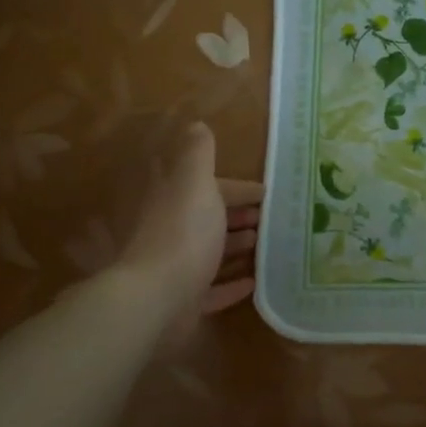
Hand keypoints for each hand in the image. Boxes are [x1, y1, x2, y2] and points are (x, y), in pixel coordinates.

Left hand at [118, 122, 261, 318]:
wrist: (156, 300)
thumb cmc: (183, 234)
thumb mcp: (195, 183)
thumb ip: (199, 154)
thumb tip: (196, 124)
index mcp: (176, 201)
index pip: (209, 187)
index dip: (237, 188)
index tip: (266, 193)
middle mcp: (173, 232)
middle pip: (208, 219)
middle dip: (238, 216)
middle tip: (269, 220)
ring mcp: (177, 269)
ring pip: (210, 252)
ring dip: (236, 247)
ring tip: (265, 246)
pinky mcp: (184, 302)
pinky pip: (212, 290)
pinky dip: (232, 284)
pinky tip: (254, 282)